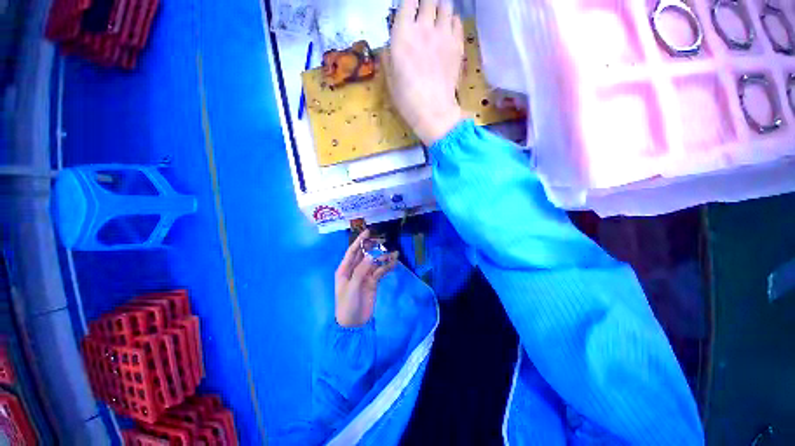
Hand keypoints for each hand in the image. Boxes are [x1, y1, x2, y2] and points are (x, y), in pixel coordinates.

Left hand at [335, 230, 398, 327]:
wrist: (354, 323)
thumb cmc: (347, 304)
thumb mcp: (352, 287)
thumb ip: (361, 270)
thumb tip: (371, 256)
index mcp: (344, 269)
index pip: (352, 251)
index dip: (359, 241)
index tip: (367, 232)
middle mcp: (354, 270)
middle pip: (364, 254)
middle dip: (372, 247)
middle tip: (383, 240)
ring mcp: (364, 275)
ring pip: (374, 262)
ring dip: (383, 257)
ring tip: (394, 253)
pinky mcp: (373, 282)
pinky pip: (380, 271)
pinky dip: (387, 267)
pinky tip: (394, 262)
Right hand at [386, 0, 464, 145]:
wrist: (434, 112)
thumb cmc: (408, 100)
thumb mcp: (390, 80)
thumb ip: (389, 57)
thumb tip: (390, 46)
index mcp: (403, 35)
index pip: (408, 1)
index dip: (409, 3)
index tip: (409, 9)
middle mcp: (424, 28)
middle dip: (425, 3)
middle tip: (423, 13)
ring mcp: (443, 35)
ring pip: (445, 4)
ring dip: (440, 8)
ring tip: (437, 18)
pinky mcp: (457, 45)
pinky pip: (457, 21)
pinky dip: (452, 21)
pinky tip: (447, 30)